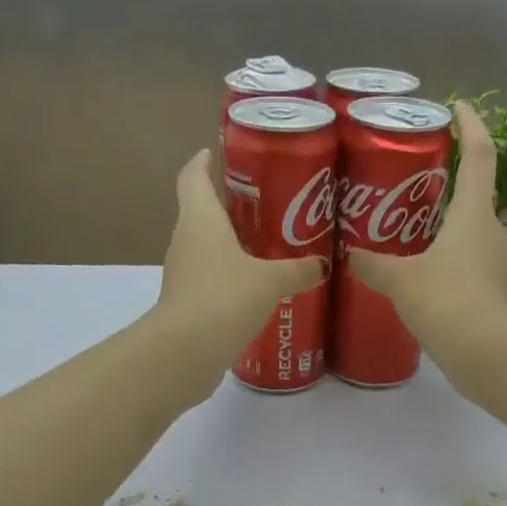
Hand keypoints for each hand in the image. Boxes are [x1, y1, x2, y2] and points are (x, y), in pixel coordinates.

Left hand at [154, 148, 325, 365]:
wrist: (186, 351)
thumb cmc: (225, 297)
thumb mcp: (270, 281)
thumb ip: (298, 270)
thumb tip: (324, 265)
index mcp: (200, 218)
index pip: (193, 176)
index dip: (202, 162)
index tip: (215, 153)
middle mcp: (185, 240)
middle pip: (201, 213)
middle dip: (228, 207)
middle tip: (263, 205)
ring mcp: (182, 274)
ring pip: (206, 249)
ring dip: (229, 247)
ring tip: (266, 249)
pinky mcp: (186, 305)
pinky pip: (210, 281)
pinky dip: (228, 279)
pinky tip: (254, 291)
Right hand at [344, 103, 506, 383]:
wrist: (486, 355)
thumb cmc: (446, 301)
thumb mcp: (401, 281)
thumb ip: (375, 266)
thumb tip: (349, 256)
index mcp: (473, 214)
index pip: (479, 154)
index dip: (470, 125)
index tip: (458, 106)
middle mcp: (494, 233)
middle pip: (477, 199)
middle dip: (452, 190)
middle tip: (420, 189)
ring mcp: (501, 267)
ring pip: (475, 239)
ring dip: (452, 234)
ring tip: (417, 239)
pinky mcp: (498, 298)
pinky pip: (473, 272)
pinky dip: (454, 269)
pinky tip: (429, 284)